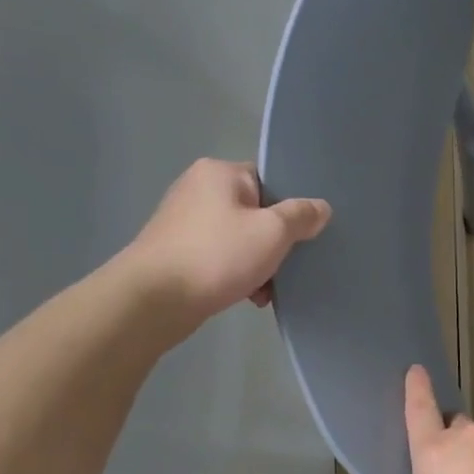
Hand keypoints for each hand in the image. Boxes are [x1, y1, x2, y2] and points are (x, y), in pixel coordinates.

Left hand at [119, 158, 330, 330]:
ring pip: (241, 238)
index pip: (270, 180)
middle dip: (276, 242)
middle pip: (257, 211)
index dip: (291, 206)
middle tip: (290, 264)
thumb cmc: (218, 255)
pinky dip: (238, 273)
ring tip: (268, 288)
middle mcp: (198, 189)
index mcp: (219, 173)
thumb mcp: (273, 231)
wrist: (153, 300)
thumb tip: (320, 208)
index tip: (305, 233)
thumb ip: (302, 216)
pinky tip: (249, 296)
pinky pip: (222, 256)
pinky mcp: (176, 251)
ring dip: (260, 262)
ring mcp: (183, 221)